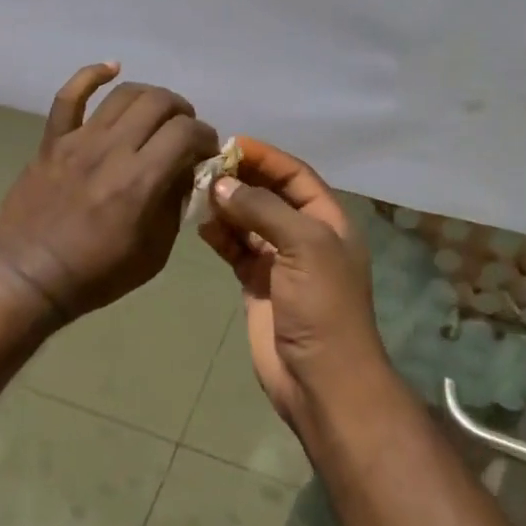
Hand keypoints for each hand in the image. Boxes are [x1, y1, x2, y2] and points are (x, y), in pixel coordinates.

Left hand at [0, 63, 220, 321]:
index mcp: (141, 181)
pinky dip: (92, 74)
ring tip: (158, 111)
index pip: (186, 133)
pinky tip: (111, 68)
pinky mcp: (53, 140)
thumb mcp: (154, 253)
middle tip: (185, 132)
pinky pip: (69, 96)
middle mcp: (112, 150)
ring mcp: (79, 140)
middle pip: (159, 103)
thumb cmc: (97, 273)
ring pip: (124, 94)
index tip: (206, 151)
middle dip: (183, 112)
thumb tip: (185, 171)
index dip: (206, 136)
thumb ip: (174, 205)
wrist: (30, 275)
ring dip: (151, 96)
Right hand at [199, 137, 388, 431]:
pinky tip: (201, 226)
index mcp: (328, 221)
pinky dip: (220, 236)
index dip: (267, 157)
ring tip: (197, 193)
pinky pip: (236, 249)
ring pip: (249, 221)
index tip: (231, 144)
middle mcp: (304, 235)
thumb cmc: (322, 306)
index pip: (296, 175)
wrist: (321, 381)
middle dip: (241, 179)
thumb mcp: (304, 246)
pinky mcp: (258, 284)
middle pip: (270, 195)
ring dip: (226, 206)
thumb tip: (222, 184)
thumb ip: (263, 210)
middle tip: (205, 167)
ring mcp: (280, 261)